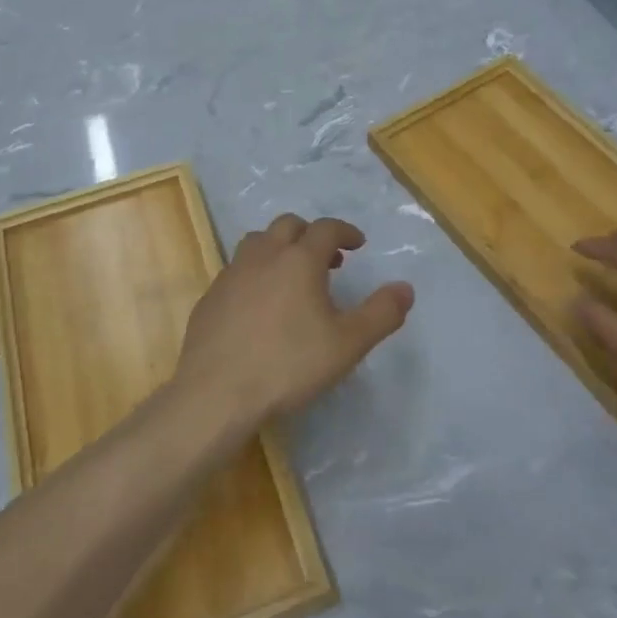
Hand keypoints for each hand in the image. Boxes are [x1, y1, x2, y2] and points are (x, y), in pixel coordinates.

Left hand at [176, 214, 414, 429]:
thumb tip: (406, 288)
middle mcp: (263, 256)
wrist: (216, 392)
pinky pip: (237, 269)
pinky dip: (255, 273)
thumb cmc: (288, 365)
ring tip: (292, 276)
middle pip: (288, 225)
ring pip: (258, 242)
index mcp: (299, 260)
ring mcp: (232, 274)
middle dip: (311, 235)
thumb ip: (381, 314)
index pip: (326, 229)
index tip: (357, 244)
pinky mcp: (210, 296)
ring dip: (279, 248)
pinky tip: (260, 305)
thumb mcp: (347, 344)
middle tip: (328, 259)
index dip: (345, 231)